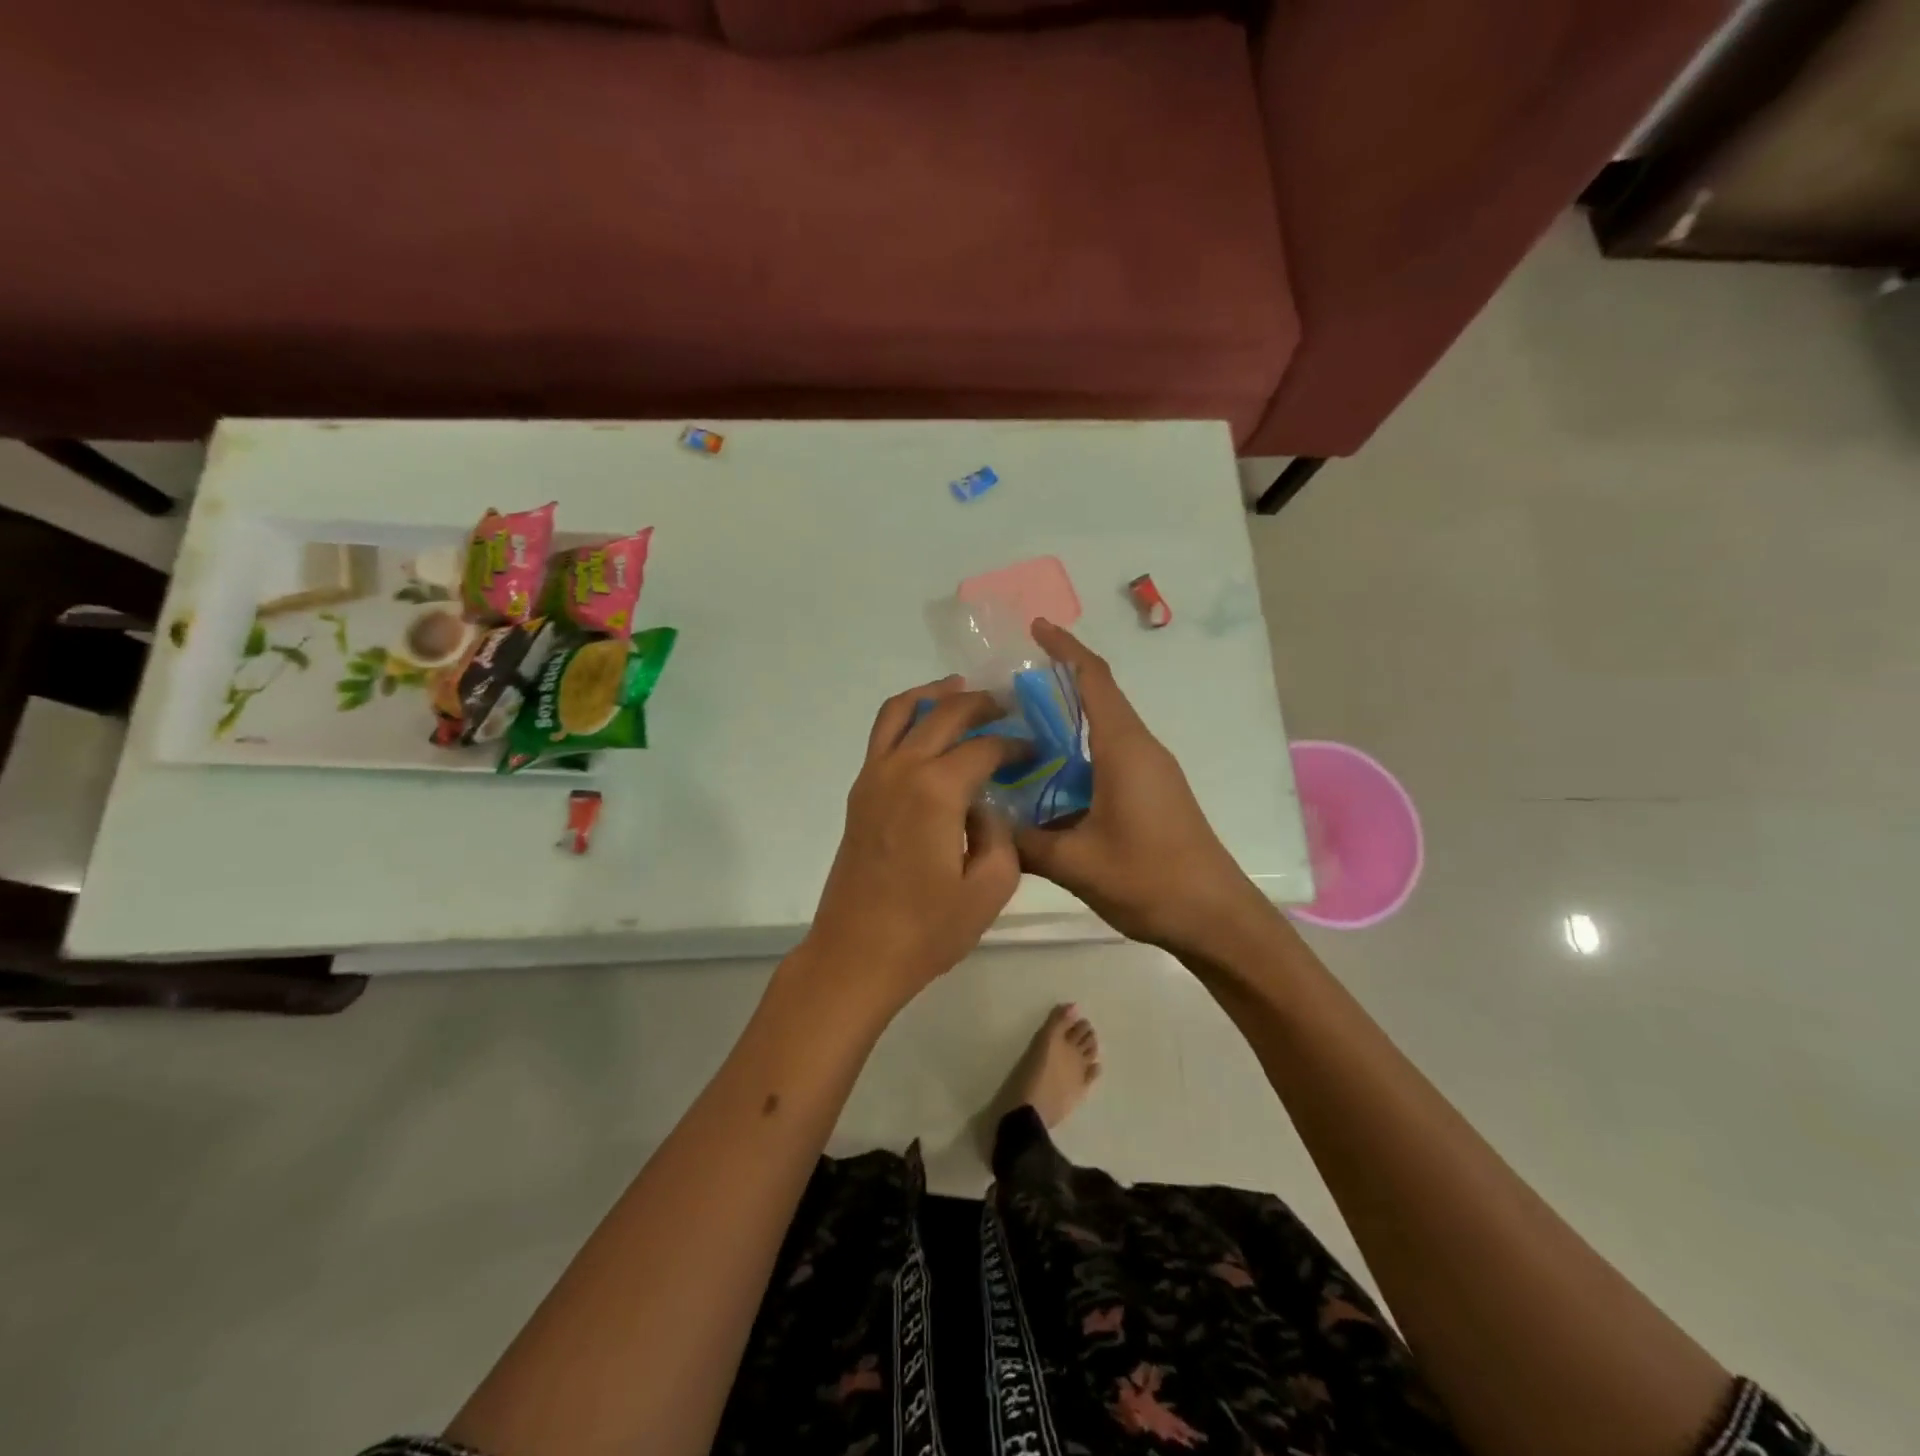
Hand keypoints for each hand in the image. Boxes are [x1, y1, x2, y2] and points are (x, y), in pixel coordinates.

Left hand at [799, 677, 1023, 1013]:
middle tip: (1008, 707)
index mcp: (936, 789)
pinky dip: (907, 718)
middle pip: (944, 713)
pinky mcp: (859, 792)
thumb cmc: (926, 930)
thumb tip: (989, 805)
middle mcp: (901, 769)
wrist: (855, 955)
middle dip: (981, 704)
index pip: (985, 747)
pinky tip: (929, 731)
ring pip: (901, 711)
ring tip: (962, 690)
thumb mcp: (989, 888)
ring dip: (934, 695)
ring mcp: (873, 777)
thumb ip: (1000, 834)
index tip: (1036, 752)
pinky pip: (882, 735)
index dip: (1016, 745)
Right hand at [1014, 620, 1275, 956]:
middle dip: (1054, 686)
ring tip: (1013, 735)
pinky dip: (1074, 758)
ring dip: (1063, 726)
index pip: (1094, 678)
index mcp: (1124, 748)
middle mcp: (1139, 749)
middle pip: (1096, 699)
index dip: (1065, 648)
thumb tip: (984, 823)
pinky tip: (1044, 783)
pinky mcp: (1152, 794)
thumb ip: (1024, 842)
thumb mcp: (1075, 863)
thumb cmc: (1150, 880)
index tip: (1035, 627)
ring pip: (1100, 732)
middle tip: (1002, 693)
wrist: (1216, 919)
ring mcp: (1149, 772)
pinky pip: (1107, 759)